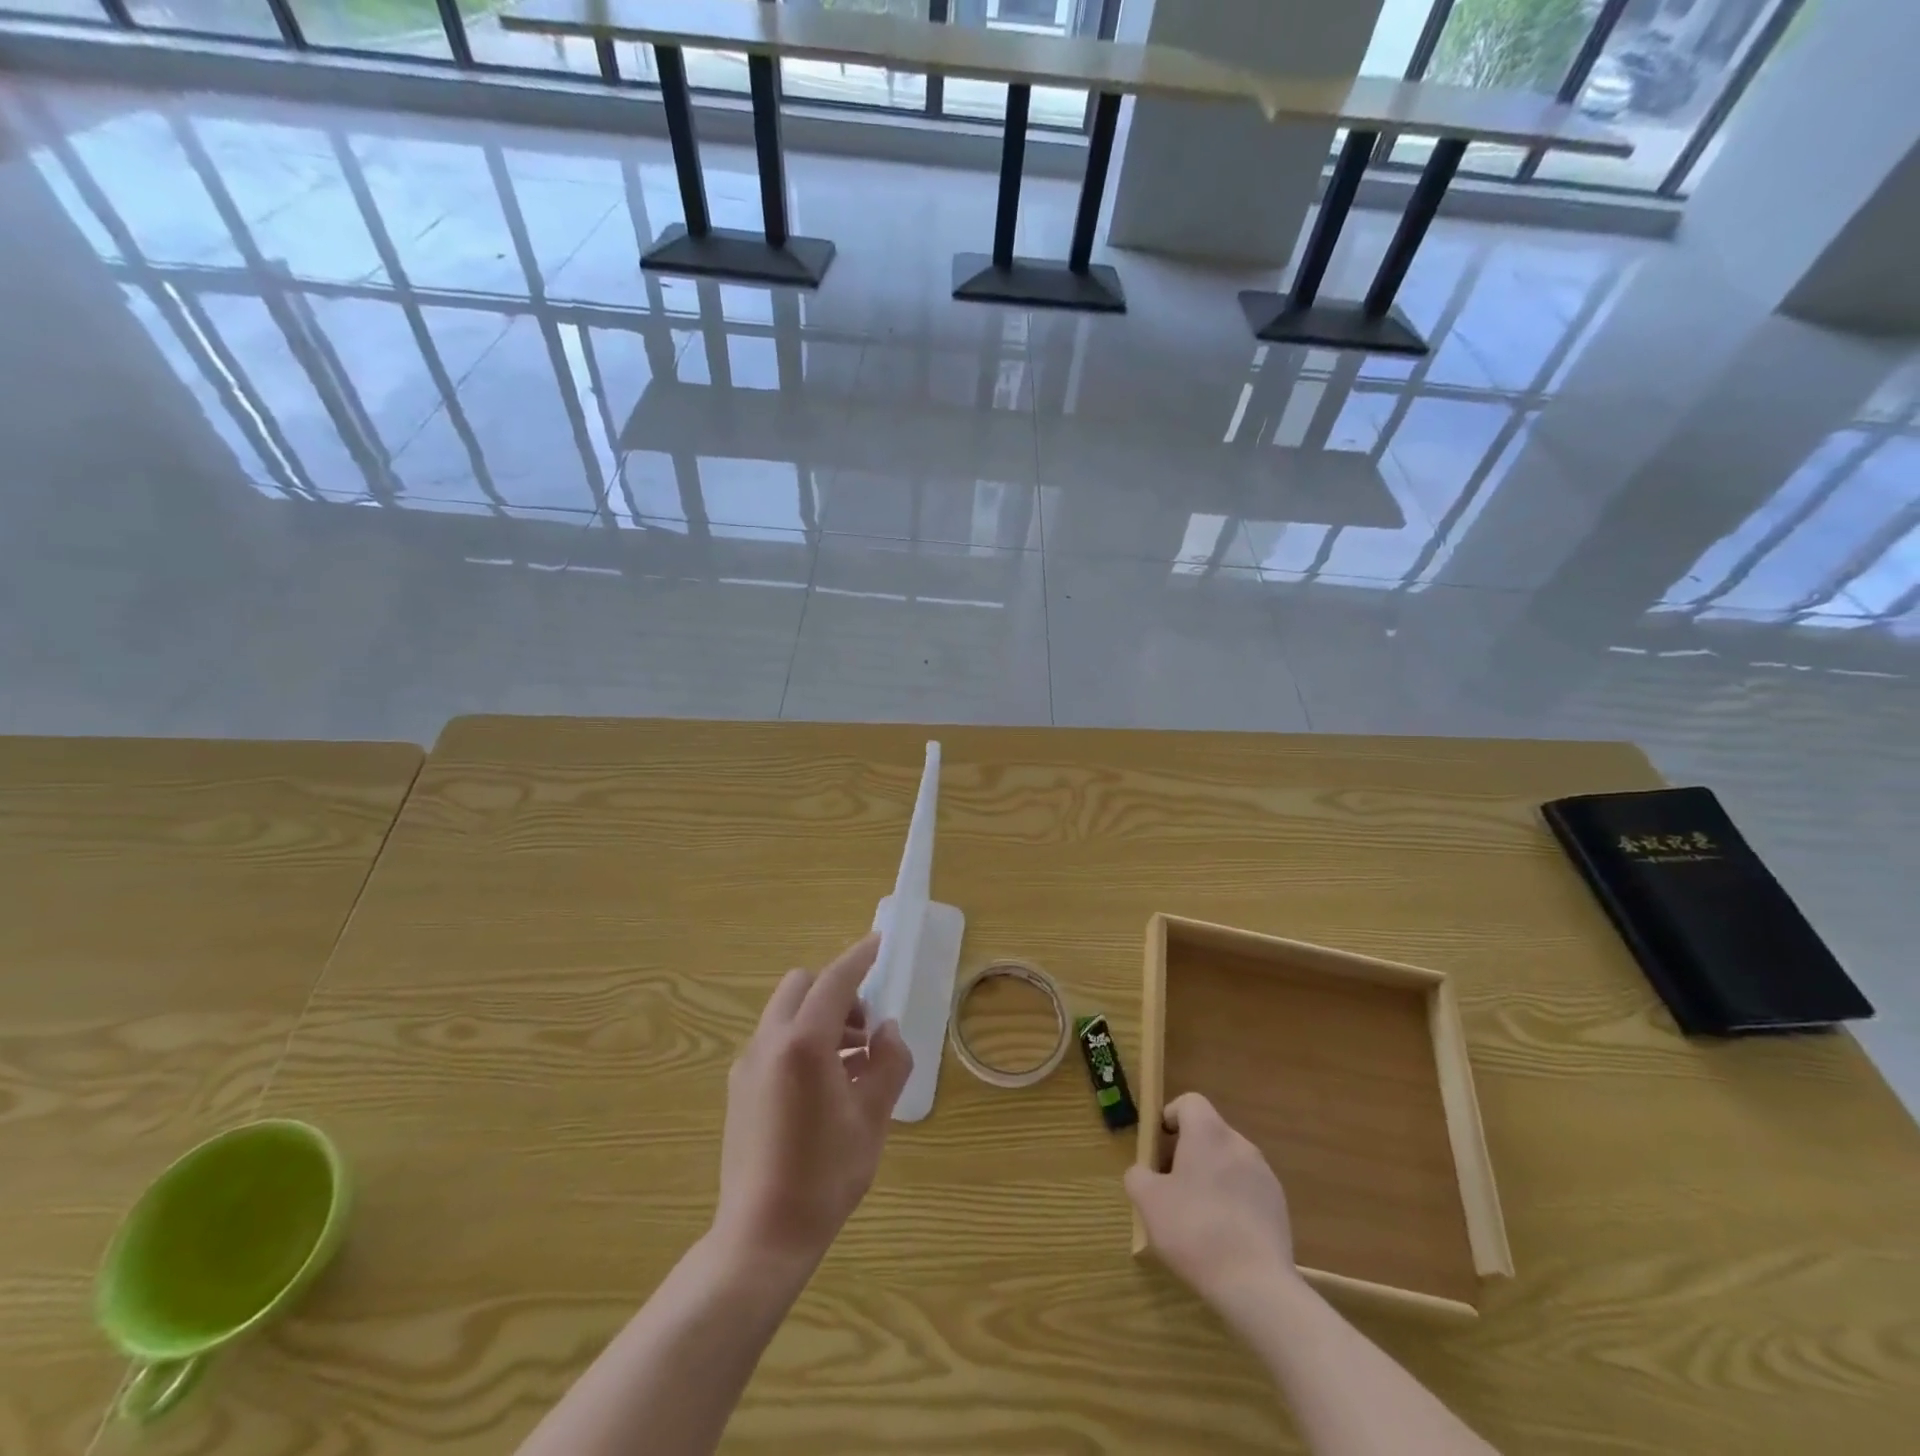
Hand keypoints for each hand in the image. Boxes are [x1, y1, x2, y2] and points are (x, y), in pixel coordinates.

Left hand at [712, 934, 912, 1273]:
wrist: (761, 1236)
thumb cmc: (825, 1175)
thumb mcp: (872, 1118)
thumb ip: (888, 1064)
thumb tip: (887, 1032)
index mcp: (804, 1043)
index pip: (835, 980)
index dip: (860, 957)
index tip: (879, 943)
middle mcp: (769, 1041)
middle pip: (802, 986)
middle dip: (837, 992)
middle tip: (866, 1030)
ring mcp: (748, 1064)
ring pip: (786, 1013)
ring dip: (820, 1018)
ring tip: (852, 1064)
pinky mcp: (739, 1087)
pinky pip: (774, 1041)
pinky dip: (801, 1040)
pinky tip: (822, 1086)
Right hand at [1125, 1093, 1297, 1311]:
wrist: (1256, 1286)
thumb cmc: (1195, 1231)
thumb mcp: (1148, 1202)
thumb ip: (1138, 1176)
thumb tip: (1144, 1173)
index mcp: (1208, 1133)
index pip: (1189, 1102)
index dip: (1170, 1117)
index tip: (1158, 1148)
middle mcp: (1239, 1143)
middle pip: (1208, 1133)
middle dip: (1187, 1152)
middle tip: (1171, 1187)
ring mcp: (1264, 1175)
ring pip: (1228, 1162)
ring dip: (1211, 1177)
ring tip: (1197, 1216)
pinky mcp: (1279, 1206)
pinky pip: (1247, 1189)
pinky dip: (1232, 1200)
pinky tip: (1224, 1236)